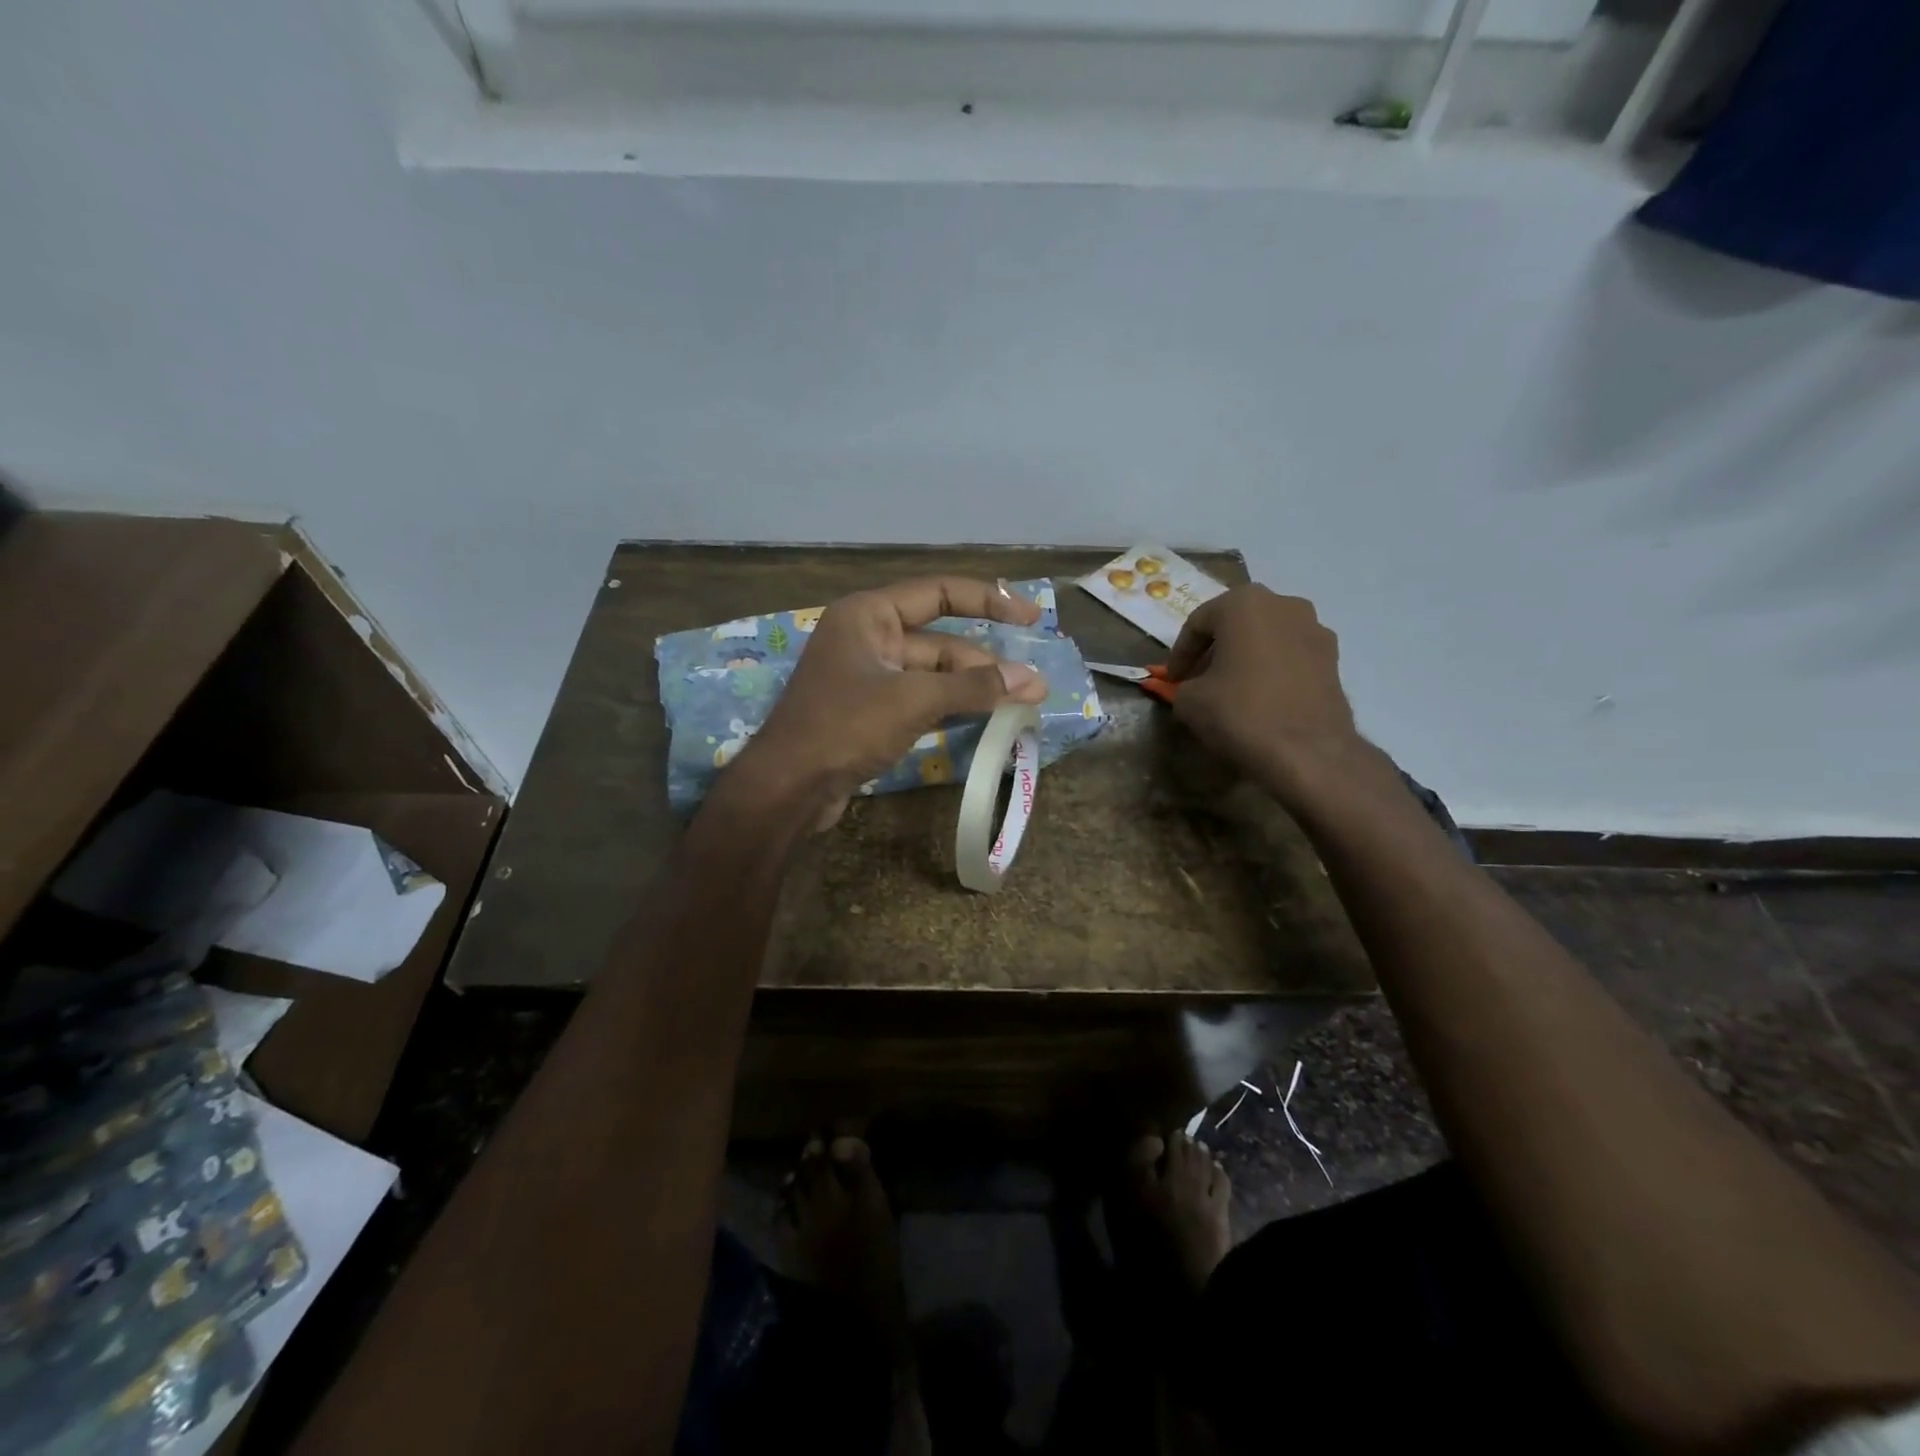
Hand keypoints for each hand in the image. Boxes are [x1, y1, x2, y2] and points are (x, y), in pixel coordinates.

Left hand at [730, 577, 1048, 826]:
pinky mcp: (869, 712)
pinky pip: (919, 700)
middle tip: (1032, 688)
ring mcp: (867, 677)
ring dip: (971, 688)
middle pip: (939, 641)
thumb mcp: (913, 700)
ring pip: (932, 674)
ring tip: (1018, 704)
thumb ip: (973, 686)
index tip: (1031, 617)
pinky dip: (949, 707)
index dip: (989, 600)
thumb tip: (1032, 680)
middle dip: (985, 663)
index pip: (939, 593)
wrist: (788, 788)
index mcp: (868, 614)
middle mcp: (867, 637)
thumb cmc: (845, 727)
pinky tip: (983, 719)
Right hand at [1165, 585, 1362, 798]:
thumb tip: (1191, 690)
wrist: (1307, 751)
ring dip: (1245, 656)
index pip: (1198, 622)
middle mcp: (1283, 604)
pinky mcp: (1334, 658)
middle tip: (1199, 678)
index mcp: (1244, 603)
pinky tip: (1262, 697)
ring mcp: (1315, 629)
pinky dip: (1272, 669)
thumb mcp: (1189, 701)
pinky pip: (1290, 655)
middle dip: (1214, 649)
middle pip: (1236, 623)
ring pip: (1266, 636)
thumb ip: (1183, 686)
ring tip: (1231, 688)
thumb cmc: (1240, 712)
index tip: (1172, 679)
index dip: (1180, 653)